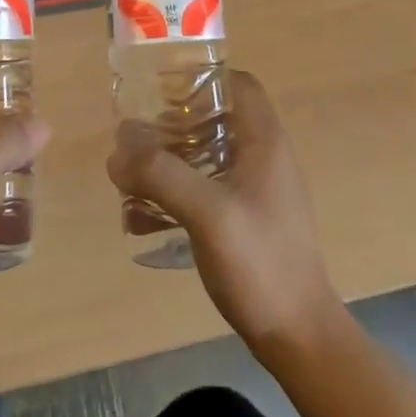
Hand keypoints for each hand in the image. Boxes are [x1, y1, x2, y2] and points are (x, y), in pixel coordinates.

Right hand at [106, 70, 341, 356]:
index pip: (237, 83)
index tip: (160, 89)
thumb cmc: (260, 262)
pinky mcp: (244, 221)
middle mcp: (262, 157)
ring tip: (130, 176)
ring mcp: (254, 191)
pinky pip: (203, 191)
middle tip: (135, 137)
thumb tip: (117, 148)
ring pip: (205, 156)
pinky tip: (140, 220)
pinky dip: (174, 195)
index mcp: (264, 141)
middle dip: (171, 124)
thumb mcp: (206, 212)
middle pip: (214, 118)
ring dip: (167, 161)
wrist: (298, 338)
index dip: (201, 78)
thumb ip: (160, 174)